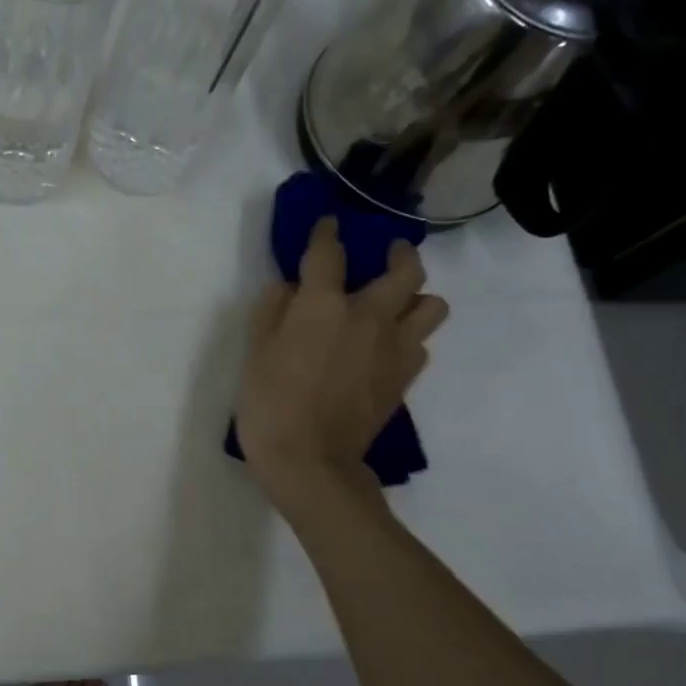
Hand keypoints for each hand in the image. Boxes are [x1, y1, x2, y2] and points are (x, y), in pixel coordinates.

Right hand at [236, 220, 448, 514]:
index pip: (329, 253)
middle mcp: (369, 316)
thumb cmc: (269, 404)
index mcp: (324, 305)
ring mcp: (395, 347)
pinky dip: (409, 338)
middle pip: (405, 269)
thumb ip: (271, 311)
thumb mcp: (254, 353)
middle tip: (387, 254)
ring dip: (417, 297)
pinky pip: (421, 344)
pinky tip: (387, 347)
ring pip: (431, 304)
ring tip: (397, 304)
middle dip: (398, 253)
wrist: (310, 461)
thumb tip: (288, 289)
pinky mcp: (405, 376)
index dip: (326, 233)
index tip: (327, 224)